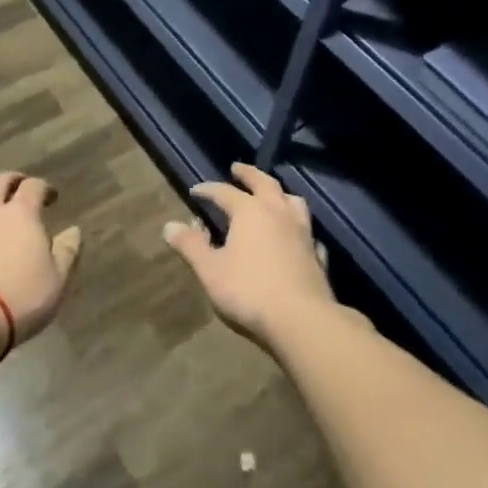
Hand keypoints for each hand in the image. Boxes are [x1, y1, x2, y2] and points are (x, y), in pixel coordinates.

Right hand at [166, 163, 338, 350]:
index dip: (208, 190)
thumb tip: (169, 225)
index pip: (224, 192)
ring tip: (272, 194)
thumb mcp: (210, 271)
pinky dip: (298, 227)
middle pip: (264, 183)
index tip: (195, 191)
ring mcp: (302, 231)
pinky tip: (296, 236)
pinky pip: (308, 231)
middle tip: (237, 168)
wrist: (301, 320)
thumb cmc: (249, 292)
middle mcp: (278, 212)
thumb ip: (191, 246)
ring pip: (292, 201)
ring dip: (279, 193)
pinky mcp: (317, 253)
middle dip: (248, 174)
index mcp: (250, 211)